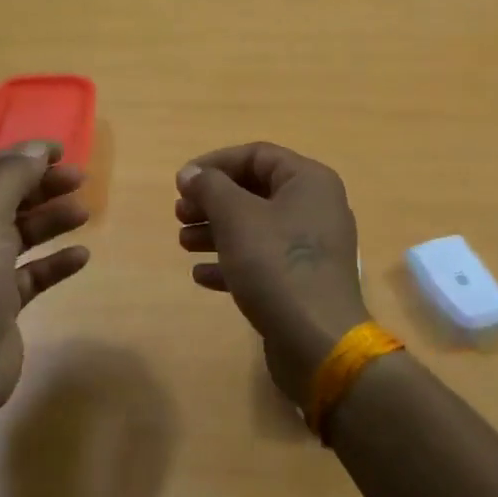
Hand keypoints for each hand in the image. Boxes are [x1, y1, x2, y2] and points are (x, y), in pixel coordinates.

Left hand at [0, 142, 90, 408]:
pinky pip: (32, 273)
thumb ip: (13, 176)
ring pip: (21, 234)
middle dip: (42, 186)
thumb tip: (39, 148)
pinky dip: (55, 262)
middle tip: (81, 180)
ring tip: (83, 214)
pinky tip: (81, 256)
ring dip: (51, 220)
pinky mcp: (0, 303)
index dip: (23, 156)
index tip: (63, 151)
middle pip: (7, 199)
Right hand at [175, 143, 368, 403]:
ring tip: (184, 243)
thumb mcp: (236, 217)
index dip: (215, 163)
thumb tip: (191, 172)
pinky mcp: (303, 280)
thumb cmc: (276, 265)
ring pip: (256, 227)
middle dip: (213, 200)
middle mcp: (316, 207)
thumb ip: (210, 187)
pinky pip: (263, 260)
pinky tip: (202, 275)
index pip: (257, 155)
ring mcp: (311, 247)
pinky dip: (232, 262)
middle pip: (255, 191)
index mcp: (309, 181)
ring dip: (216, 231)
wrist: (317, 341)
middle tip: (180, 214)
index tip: (181, 182)